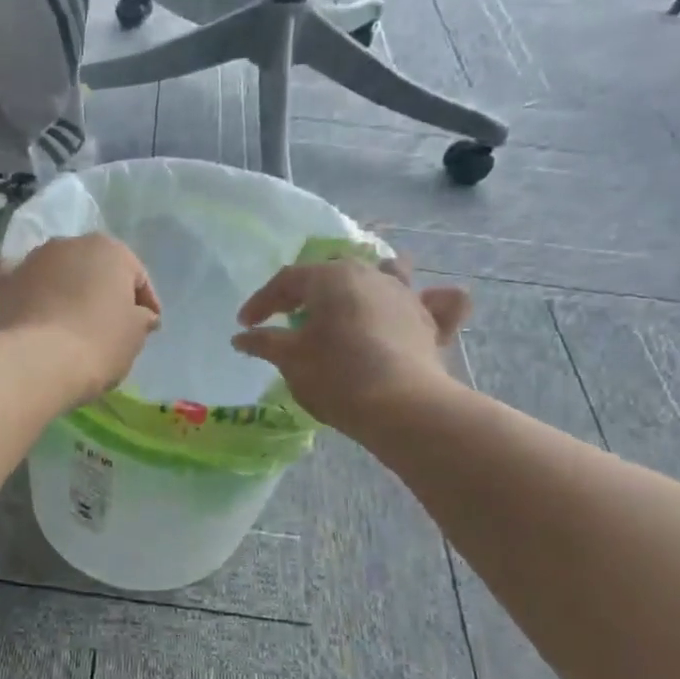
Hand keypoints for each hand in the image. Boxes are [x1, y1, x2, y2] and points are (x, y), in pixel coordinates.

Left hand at [0, 235, 161, 404]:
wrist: (33, 361)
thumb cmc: (97, 343)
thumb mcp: (134, 335)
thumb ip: (141, 318)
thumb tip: (141, 315)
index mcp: (108, 249)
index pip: (135, 274)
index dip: (145, 302)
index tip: (148, 327)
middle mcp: (66, 244)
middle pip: (92, 269)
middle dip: (100, 293)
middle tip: (107, 326)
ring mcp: (28, 261)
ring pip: (55, 277)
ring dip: (64, 295)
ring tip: (69, 329)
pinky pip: (25, 292)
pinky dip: (31, 304)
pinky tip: (35, 327)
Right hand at [232, 256, 469, 431]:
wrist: (400, 406)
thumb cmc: (335, 375)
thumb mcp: (290, 359)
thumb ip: (265, 343)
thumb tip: (242, 337)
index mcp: (331, 278)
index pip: (287, 280)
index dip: (262, 301)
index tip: (245, 325)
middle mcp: (371, 276)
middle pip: (334, 272)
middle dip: (308, 290)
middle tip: (289, 315)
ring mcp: (406, 297)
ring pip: (388, 273)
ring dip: (368, 281)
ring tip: (356, 296)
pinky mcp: (431, 324)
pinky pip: (437, 302)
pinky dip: (432, 301)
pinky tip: (429, 304)